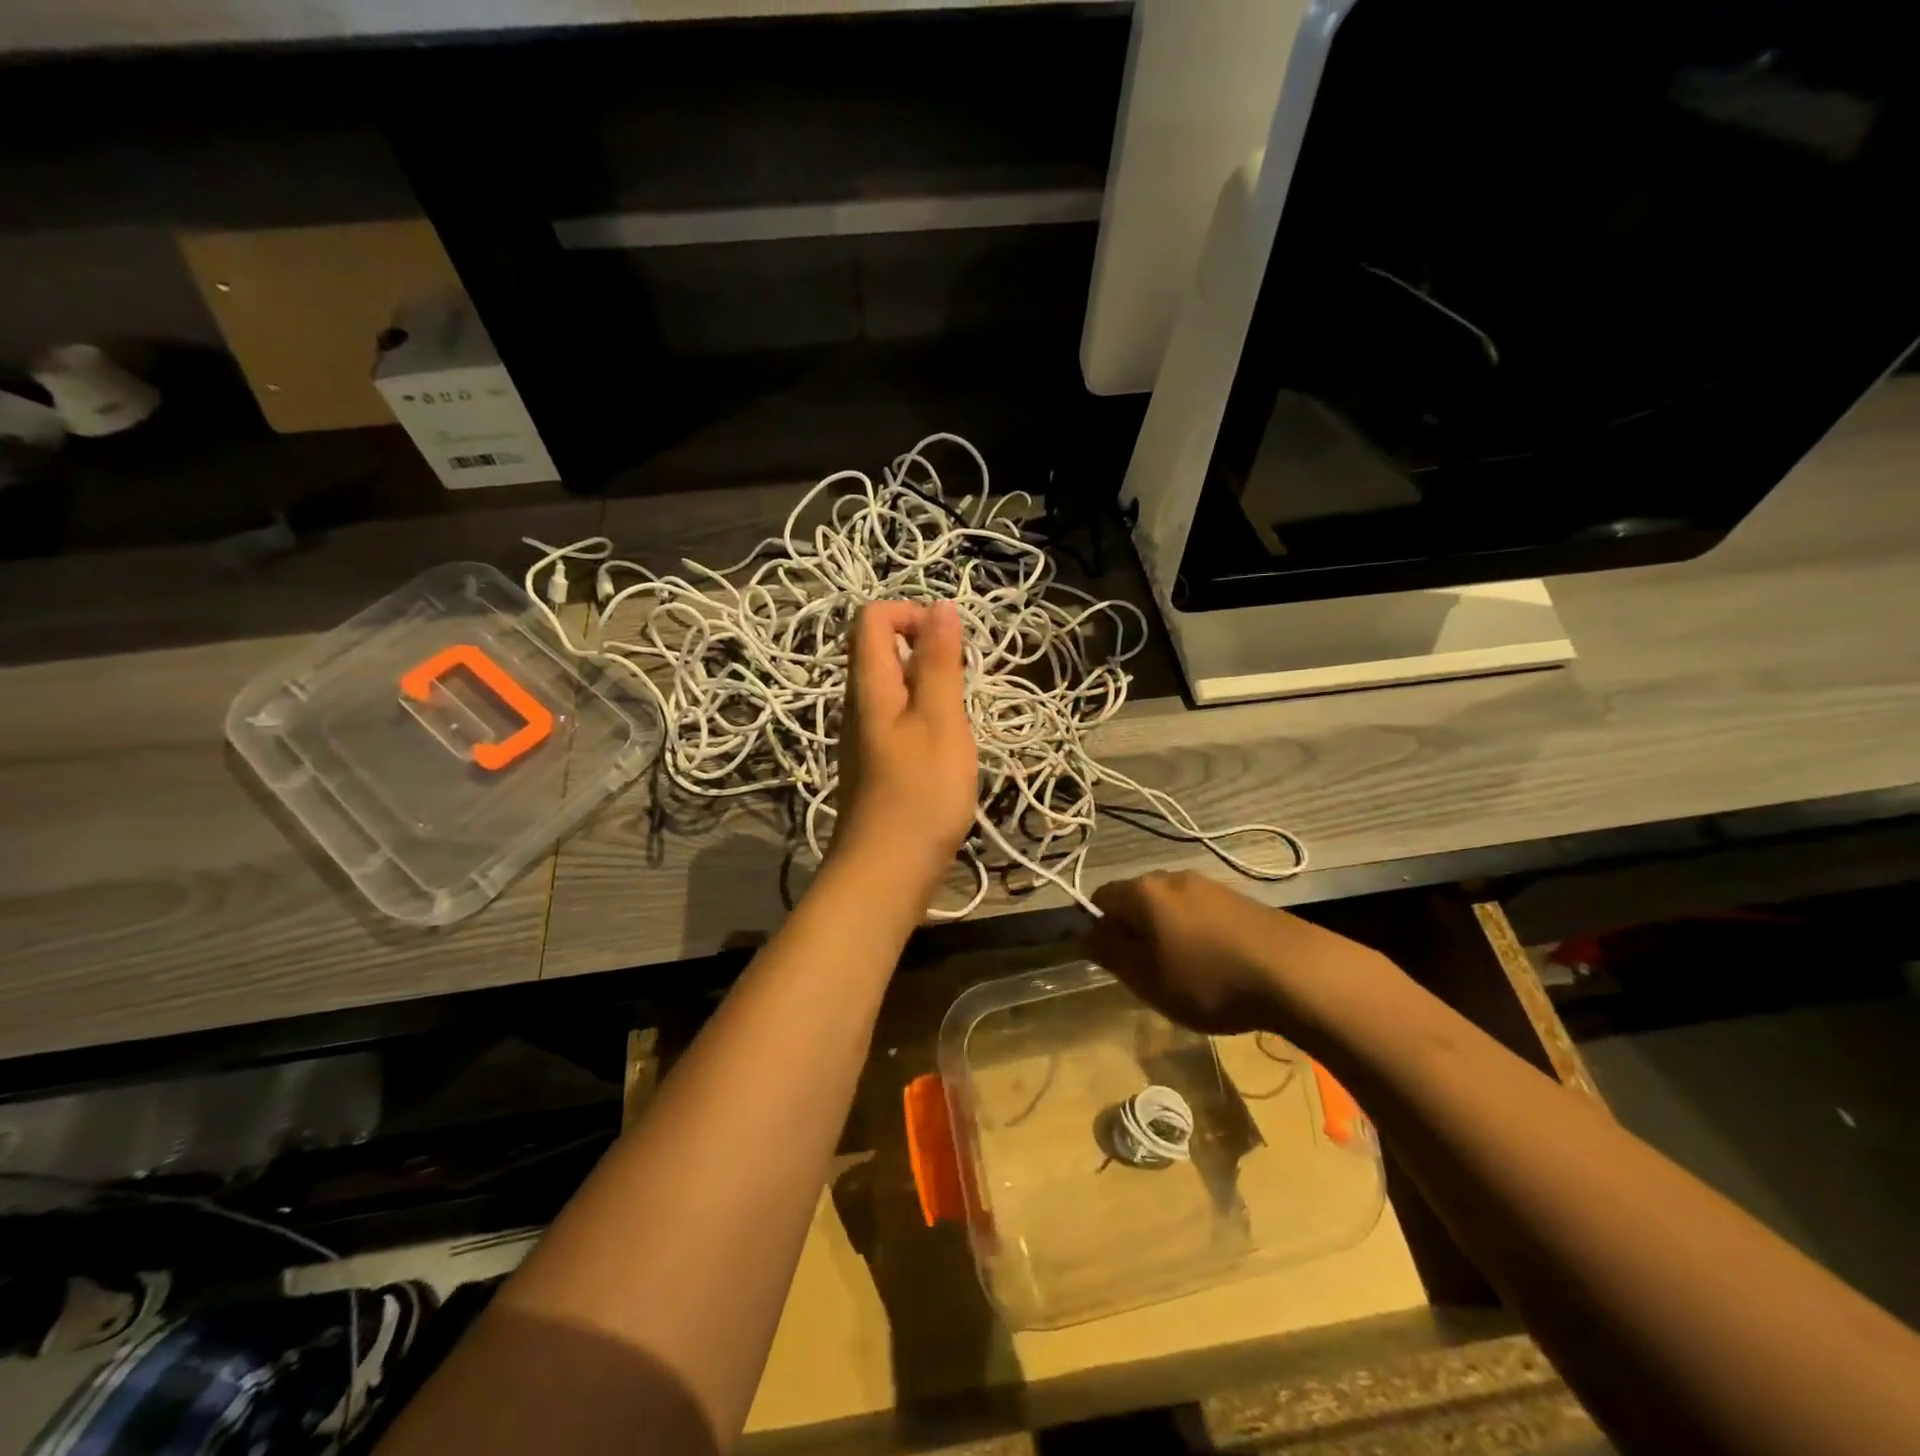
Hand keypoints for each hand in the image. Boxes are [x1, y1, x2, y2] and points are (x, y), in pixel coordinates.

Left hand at [832, 600, 977, 900]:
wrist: (886, 873)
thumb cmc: (920, 795)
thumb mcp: (940, 721)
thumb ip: (940, 663)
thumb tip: (940, 606)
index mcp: (869, 686)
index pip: (873, 618)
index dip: (912, 615)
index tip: (949, 645)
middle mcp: (858, 704)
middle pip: (881, 649)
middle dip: (927, 652)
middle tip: (961, 689)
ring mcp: (863, 736)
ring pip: (893, 687)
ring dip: (930, 688)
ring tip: (957, 723)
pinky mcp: (875, 763)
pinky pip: (898, 719)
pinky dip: (925, 718)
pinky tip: (945, 752)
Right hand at [1079, 870, 1387, 1036]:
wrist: (1295, 972)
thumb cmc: (1207, 979)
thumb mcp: (1147, 978)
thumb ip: (1110, 954)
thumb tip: (1082, 934)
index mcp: (1143, 892)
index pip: (1101, 898)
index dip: (1099, 929)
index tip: (1112, 963)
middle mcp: (1172, 878)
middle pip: (1137, 900)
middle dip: (1134, 931)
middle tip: (1146, 972)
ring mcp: (1209, 885)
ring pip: (1171, 907)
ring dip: (1167, 934)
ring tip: (1184, 973)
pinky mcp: (1240, 900)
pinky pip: (1201, 913)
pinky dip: (1197, 935)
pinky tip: (1216, 965)